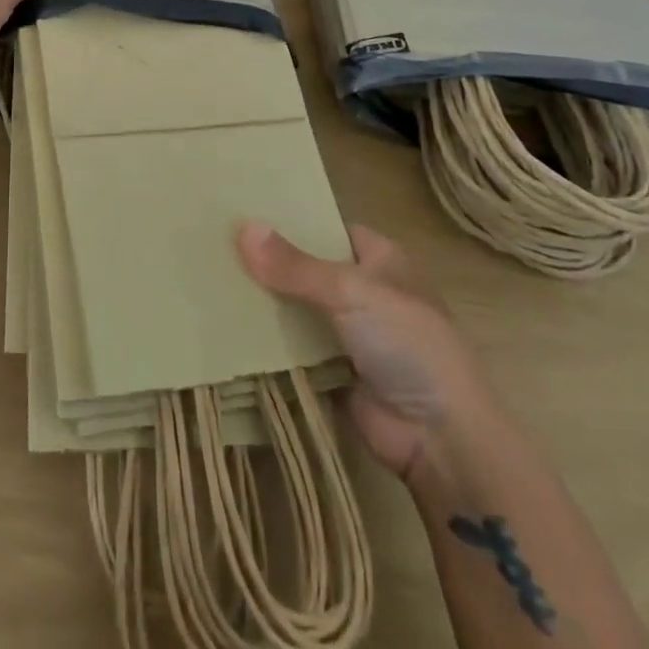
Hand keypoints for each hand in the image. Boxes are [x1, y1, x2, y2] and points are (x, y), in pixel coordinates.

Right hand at [238, 222, 494, 479]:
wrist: (439, 440)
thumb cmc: (407, 344)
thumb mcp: (350, 292)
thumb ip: (295, 265)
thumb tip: (242, 228)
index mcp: (379, 258)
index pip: (326, 226)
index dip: (290, 218)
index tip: (242, 208)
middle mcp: (364, 290)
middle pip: (306, 267)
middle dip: (268, 260)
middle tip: (213, 243)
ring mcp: (347, 333)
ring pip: (296, 306)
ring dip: (264, 301)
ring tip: (209, 277)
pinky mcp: (332, 370)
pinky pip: (292, 346)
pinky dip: (266, 339)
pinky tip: (224, 323)